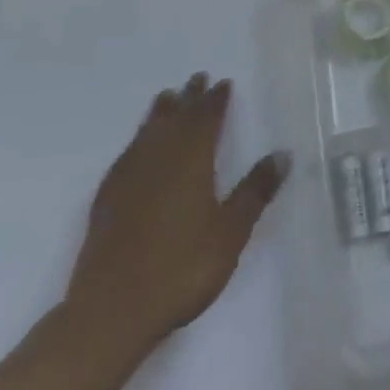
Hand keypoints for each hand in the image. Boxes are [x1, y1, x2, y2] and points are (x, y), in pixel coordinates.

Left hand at [64, 73, 287, 365]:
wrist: (111, 311)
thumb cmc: (181, 268)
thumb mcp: (230, 232)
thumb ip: (255, 191)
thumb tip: (282, 154)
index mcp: (192, 161)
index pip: (206, 120)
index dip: (215, 101)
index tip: (222, 83)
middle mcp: (159, 160)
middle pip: (176, 119)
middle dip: (189, 98)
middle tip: (196, 78)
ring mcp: (129, 179)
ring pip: (147, 133)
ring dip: (160, 113)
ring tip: (166, 97)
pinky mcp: (106, 202)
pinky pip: (126, 156)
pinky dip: (136, 141)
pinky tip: (136, 147)